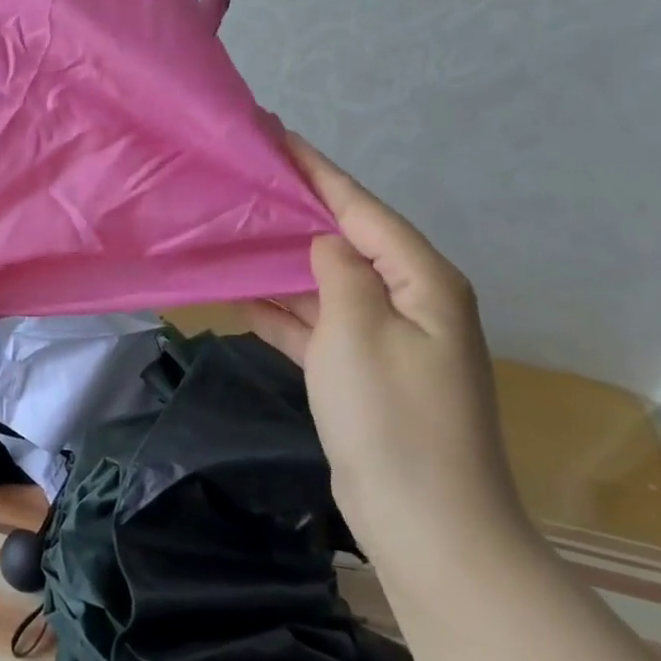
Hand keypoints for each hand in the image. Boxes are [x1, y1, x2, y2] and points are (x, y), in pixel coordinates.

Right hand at [240, 134, 523, 560]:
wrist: (427, 526)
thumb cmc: (393, 418)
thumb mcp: (358, 330)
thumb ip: (338, 270)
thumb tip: (324, 242)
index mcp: (421, 279)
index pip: (359, 207)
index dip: (315, 169)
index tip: (275, 134)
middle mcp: (409, 300)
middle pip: (343, 240)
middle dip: (295, 210)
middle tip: (244, 179)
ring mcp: (386, 339)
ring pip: (325, 282)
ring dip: (282, 261)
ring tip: (232, 228)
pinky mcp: (362, 373)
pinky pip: (317, 324)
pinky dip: (282, 310)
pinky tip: (240, 294)